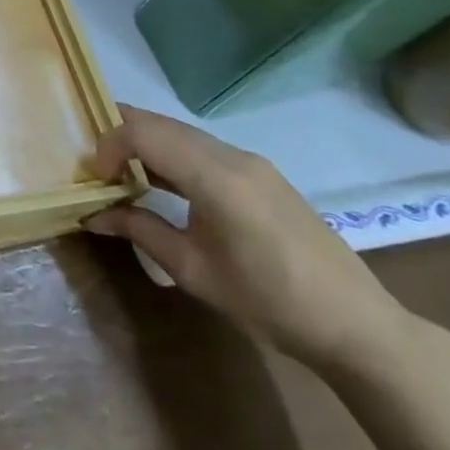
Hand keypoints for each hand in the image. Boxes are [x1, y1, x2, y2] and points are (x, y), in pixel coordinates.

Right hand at [85, 106, 412, 374]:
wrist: (356, 326)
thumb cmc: (268, 301)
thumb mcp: (193, 270)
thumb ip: (140, 230)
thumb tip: (93, 215)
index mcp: (215, 176)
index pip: (143, 133)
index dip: (108, 145)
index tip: (95, 178)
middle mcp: (232, 156)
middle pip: (161, 123)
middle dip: (121, 135)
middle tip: (96, 165)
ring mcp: (252, 162)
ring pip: (182, 132)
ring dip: (147, 143)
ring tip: (121, 171)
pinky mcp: (262, 175)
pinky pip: (203, 147)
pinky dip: (172, 153)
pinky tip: (162, 181)